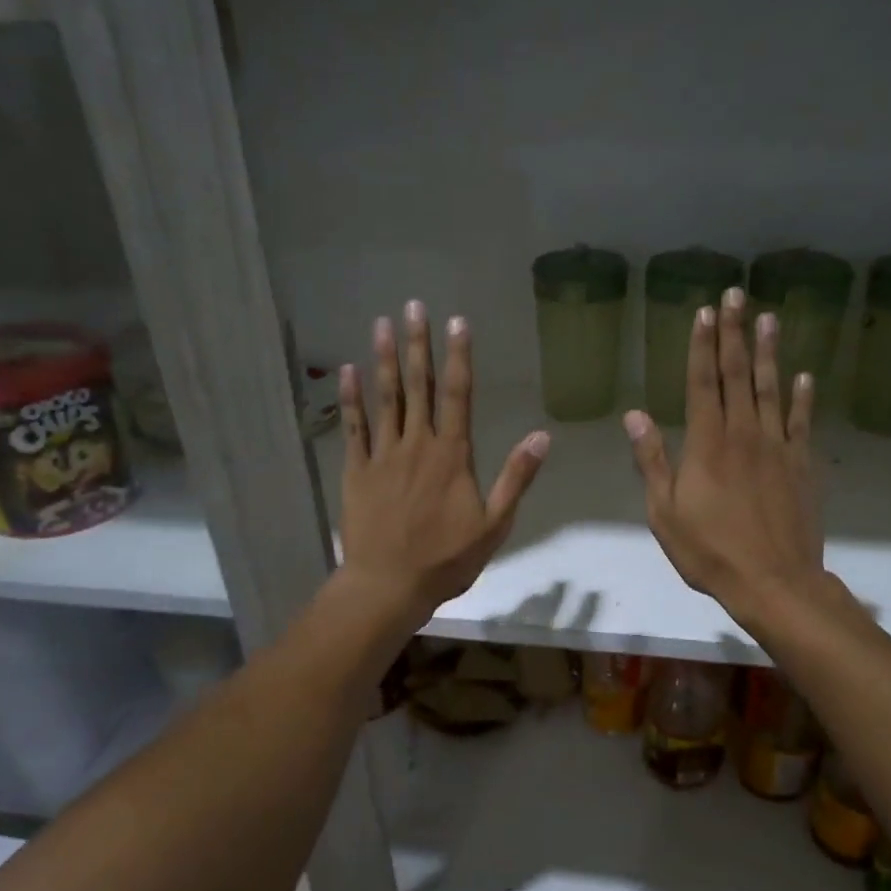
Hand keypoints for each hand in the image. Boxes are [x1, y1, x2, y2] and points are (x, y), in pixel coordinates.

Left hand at [338, 301, 548, 627]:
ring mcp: (382, 455)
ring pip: (384, 398)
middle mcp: (417, 445)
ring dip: (383, 359)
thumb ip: (516, 477)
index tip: (456, 322)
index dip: (458, 357)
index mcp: (452, 455)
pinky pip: (353, 427)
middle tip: (413, 306)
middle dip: (417, 344)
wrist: (389, 584)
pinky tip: (348, 371)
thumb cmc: (446, 559)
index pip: (458, 395)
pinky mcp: (356, 471)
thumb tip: (542, 435)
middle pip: (418, 386)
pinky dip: (351, 398)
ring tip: (381, 323)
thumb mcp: (494, 523)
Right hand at [626, 287, 824, 623]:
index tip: (705, 312)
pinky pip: (801, 422)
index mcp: (707, 443)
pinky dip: (803, 396)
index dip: (703, 346)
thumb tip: (635, 415)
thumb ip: (652, 461)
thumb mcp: (665, 512)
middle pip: (738, 375)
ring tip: (769, 317)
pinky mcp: (802, 465)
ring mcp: (777, 447)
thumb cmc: (709, 551)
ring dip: (769, 352)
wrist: (773, 581)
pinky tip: (804, 375)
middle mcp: (744, 434)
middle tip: (737, 294)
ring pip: (771, 389)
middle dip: (735, 333)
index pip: (703, 383)